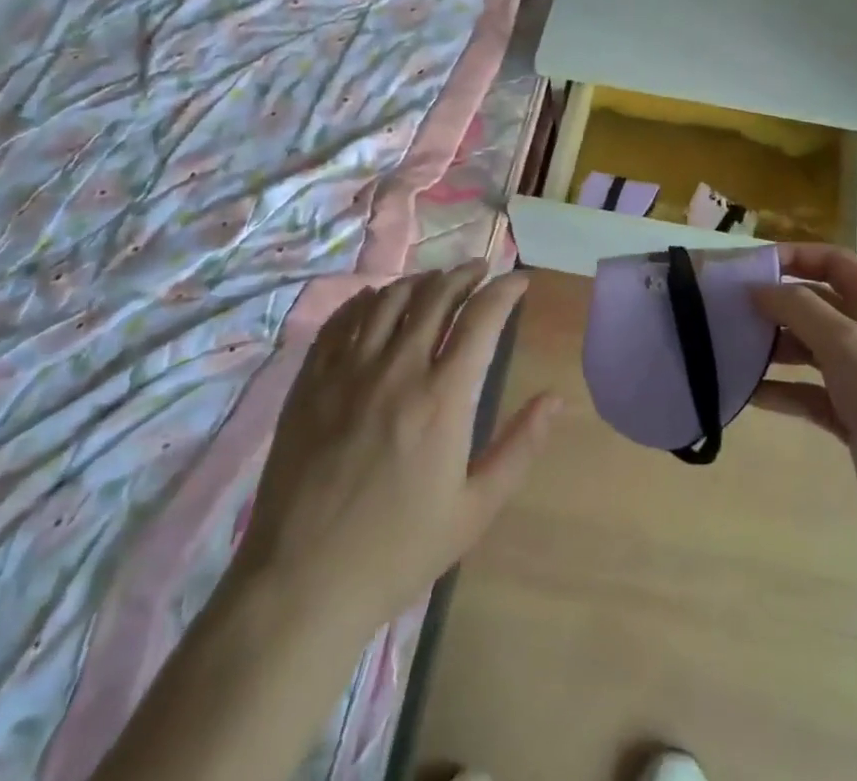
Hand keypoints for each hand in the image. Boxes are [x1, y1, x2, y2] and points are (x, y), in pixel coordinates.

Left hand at [233, 262, 559, 635]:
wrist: (301, 586)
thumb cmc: (398, 551)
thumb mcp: (475, 509)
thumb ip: (520, 446)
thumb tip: (556, 398)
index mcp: (443, 397)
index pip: (482, 317)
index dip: (505, 290)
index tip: (520, 281)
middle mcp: (397, 369)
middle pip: (436, 296)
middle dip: (464, 274)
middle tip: (480, 271)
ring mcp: (347, 372)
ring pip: (389, 300)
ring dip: (419, 281)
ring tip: (434, 282)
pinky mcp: (309, 383)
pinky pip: (340, 322)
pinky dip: (364, 301)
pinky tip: (374, 301)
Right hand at [752, 244, 856, 558]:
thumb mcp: (845, 342)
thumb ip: (797, 307)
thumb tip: (757, 288)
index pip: (830, 261)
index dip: (791, 257)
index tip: (747, 268)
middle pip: (814, 303)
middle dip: (774, 305)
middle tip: (727, 312)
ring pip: (807, 347)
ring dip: (773, 348)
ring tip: (731, 352)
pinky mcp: (851, 413)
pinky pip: (807, 390)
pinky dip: (782, 390)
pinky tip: (748, 394)